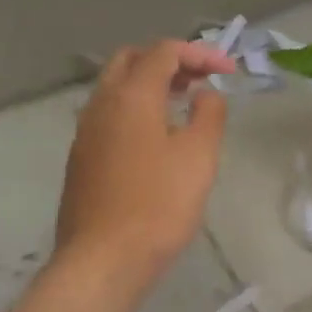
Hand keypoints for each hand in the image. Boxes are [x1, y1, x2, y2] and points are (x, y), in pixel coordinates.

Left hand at [52, 39, 236, 287]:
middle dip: (169, 60)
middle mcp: (101, 104)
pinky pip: (109, 114)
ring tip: (184, 103)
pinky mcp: (82, 158)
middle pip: (132, 60)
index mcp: (131, 96)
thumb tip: (205, 94)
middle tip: (200, 79)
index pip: (164, 52)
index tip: (229, 72)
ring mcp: (86, 132)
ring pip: (116, 87)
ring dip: (150, 83)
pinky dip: (136, 108)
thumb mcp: (199, 155)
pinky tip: (157, 136)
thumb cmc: (159, 204)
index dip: (200, 53)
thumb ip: (208, 114)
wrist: (104, 259)